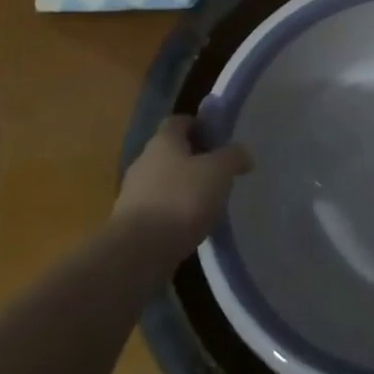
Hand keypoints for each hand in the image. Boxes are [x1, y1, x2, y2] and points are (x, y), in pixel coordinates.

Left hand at [113, 116, 252, 255]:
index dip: (199, 125)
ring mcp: (134, 193)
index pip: (179, 121)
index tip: (219, 138)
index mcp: (163, 141)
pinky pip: (159, 209)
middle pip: (171, 152)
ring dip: (185, 188)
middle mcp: (144, 161)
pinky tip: (192, 226)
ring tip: (209, 202)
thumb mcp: (218, 172)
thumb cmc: (181, 199)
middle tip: (219, 172)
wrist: (139, 251)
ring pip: (164, 182)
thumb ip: (233, 157)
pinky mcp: (132, 223)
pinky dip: (175, 213)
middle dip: (194, 159)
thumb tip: (242, 153)